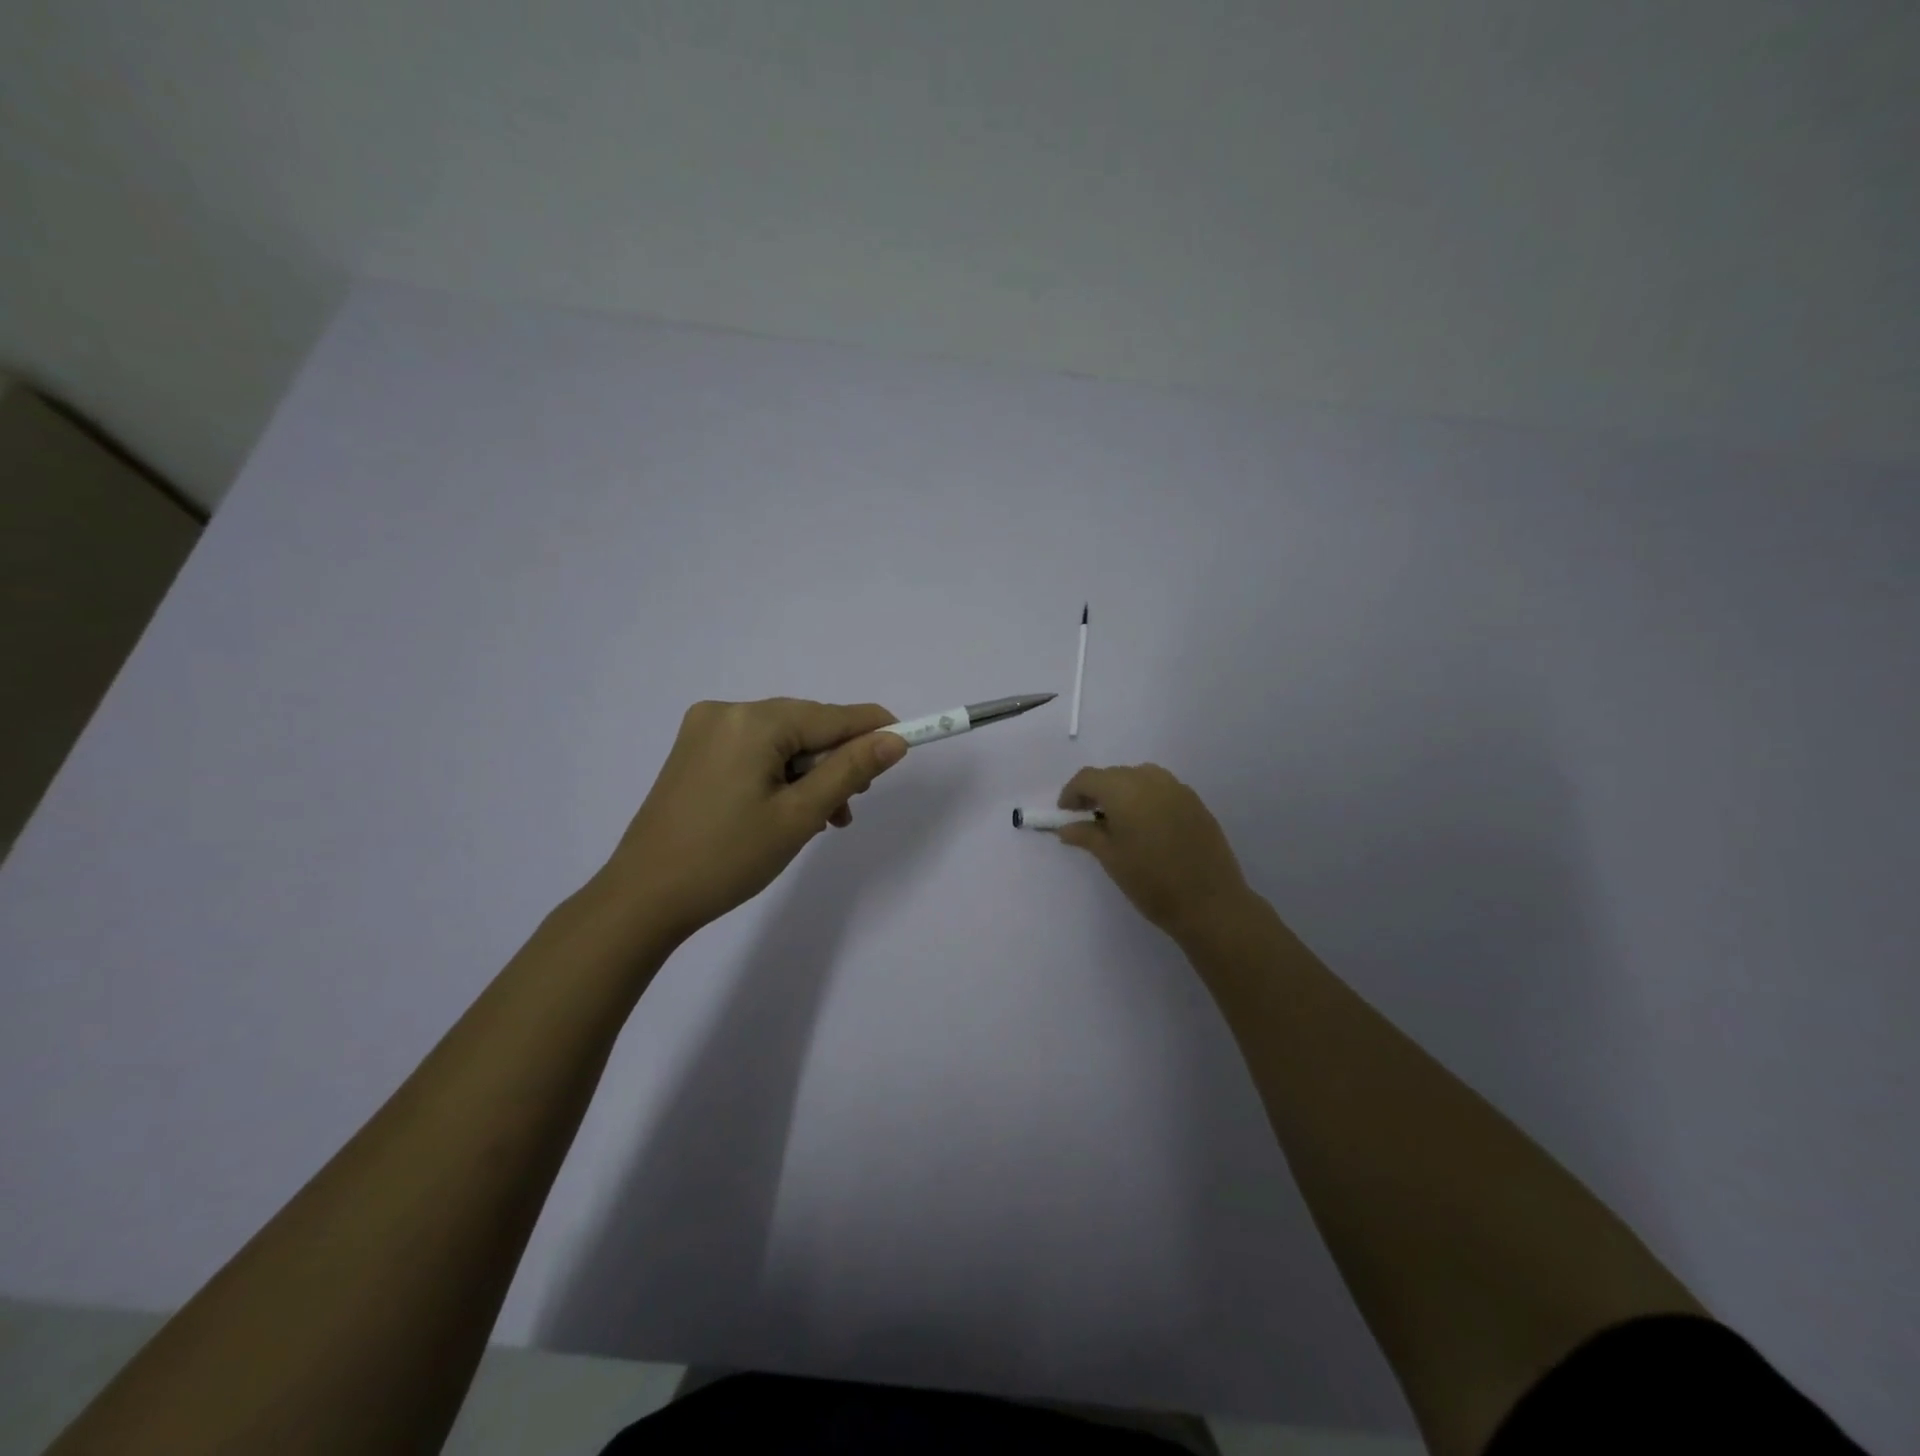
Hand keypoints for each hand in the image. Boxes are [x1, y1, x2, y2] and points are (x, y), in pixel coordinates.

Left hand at [598, 698, 907, 945]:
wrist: (643, 898)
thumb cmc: (727, 859)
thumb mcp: (799, 815)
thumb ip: (850, 771)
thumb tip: (894, 740)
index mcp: (752, 721)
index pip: (831, 716)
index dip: (873, 729)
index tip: (909, 742)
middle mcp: (726, 712)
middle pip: (805, 726)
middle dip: (835, 763)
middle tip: (850, 806)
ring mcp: (705, 731)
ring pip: (782, 742)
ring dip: (809, 774)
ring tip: (822, 820)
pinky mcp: (695, 752)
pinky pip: (755, 751)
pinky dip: (779, 776)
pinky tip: (788, 810)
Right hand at [1053, 764, 1252, 942]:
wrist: (1210, 903)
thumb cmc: (1151, 881)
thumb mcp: (1111, 858)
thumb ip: (1086, 835)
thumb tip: (1066, 827)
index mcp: (1124, 790)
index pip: (1088, 778)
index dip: (1072, 793)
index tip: (1065, 813)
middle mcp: (1151, 779)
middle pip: (1114, 775)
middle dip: (1097, 792)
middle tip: (1088, 818)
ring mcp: (1178, 789)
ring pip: (1140, 778)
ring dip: (1123, 792)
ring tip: (1118, 821)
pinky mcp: (1196, 802)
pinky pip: (1162, 789)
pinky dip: (1146, 799)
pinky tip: (1146, 826)